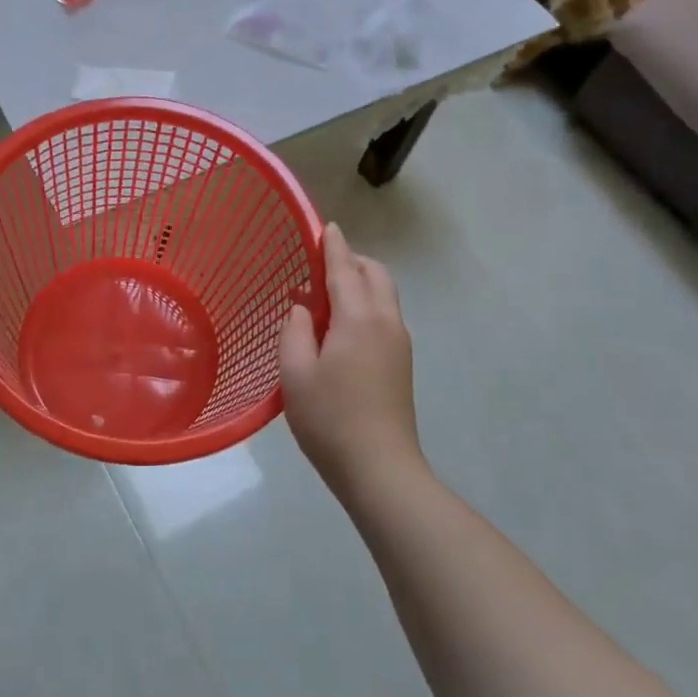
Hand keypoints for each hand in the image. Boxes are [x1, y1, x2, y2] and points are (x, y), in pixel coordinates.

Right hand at [279, 222, 419, 491]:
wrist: (381, 470)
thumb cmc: (330, 419)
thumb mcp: (295, 373)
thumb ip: (295, 330)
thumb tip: (302, 308)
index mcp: (359, 318)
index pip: (345, 268)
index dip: (333, 245)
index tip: (326, 226)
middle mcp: (386, 322)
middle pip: (375, 274)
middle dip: (352, 260)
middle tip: (320, 265)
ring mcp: (399, 343)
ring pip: (384, 294)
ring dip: (360, 282)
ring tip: (326, 296)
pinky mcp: (402, 363)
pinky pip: (385, 315)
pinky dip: (366, 304)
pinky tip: (340, 327)